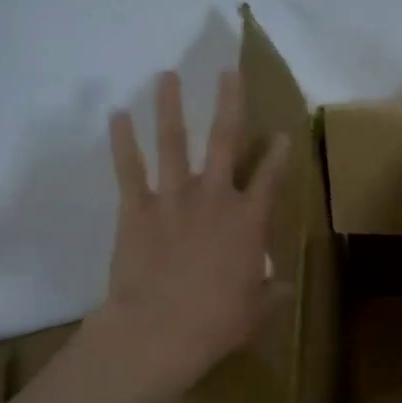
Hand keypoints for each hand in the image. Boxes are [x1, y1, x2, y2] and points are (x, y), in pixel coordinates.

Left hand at [89, 69, 289, 402]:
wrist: (160, 330)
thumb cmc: (217, 322)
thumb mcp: (256, 309)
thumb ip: (272, 292)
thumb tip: (284, 287)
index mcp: (249, 220)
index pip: (270, 177)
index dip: (279, 154)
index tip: (283, 134)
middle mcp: (214, 197)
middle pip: (224, 140)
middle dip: (229, 103)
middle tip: (228, 72)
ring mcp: (173, 198)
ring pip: (173, 142)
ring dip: (170, 106)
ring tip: (167, 75)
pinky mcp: (137, 209)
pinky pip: (128, 169)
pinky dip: (122, 142)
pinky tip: (116, 115)